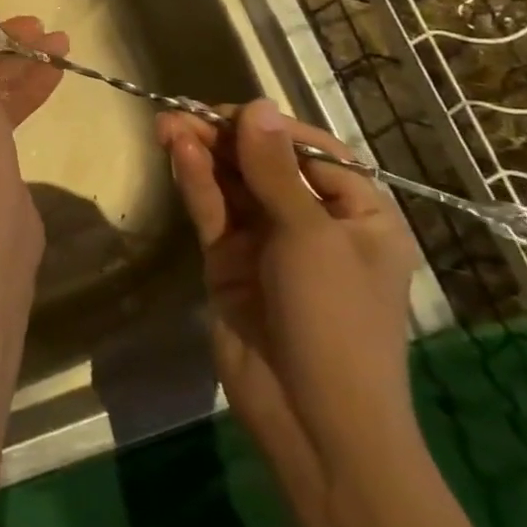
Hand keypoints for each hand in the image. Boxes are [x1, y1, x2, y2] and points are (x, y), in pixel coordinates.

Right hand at [158, 101, 416, 464]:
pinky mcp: (230, 260)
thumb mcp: (310, 236)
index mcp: (358, 216)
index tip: (232, 112)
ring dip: (203, 153)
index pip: (313, 153)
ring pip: (232, 183)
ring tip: (168, 124)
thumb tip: (257, 106)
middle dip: (226, 138)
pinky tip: (179, 153)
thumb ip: (273, 169)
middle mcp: (313, 223)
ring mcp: (267, 242)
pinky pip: (213, 211)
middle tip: (183, 113)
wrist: (313, 421)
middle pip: (265, 164)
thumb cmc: (335, 320)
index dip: (271, 128)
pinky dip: (197, 182)